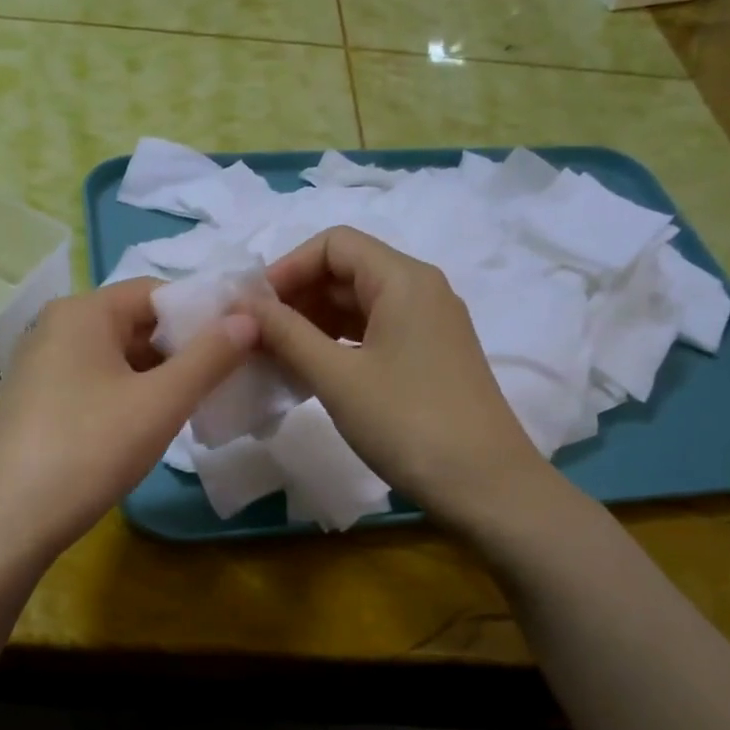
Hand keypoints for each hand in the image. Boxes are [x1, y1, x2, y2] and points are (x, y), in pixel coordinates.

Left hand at [0, 278, 256, 563]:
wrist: (7, 522)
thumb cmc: (89, 450)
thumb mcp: (160, 402)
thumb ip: (210, 356)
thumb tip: (249, 317)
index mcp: (84, 311)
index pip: (157, 291)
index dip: (203, 312)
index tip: (241, 343)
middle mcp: (58, 326)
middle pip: (136, 322)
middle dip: (183, 347)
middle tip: (226, 377)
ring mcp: (43, 364)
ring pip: (118, 355)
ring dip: (159, 374)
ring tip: (196, 403)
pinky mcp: (38, 399)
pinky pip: (97, 380)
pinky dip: (130, 393)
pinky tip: (150, 424)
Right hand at [245, 228, 555, 531]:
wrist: (486, 485)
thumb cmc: (407, 423)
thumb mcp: (338, 377)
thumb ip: (287, 334)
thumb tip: (244, 306)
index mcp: (403, 279)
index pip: (334, 244)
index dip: (287, 267)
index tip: (253, 307)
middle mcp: (421, 290)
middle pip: (346, 271)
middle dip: (297, 297)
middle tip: (256, 336)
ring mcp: (429, 324)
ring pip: (359, 304)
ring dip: (314, 322)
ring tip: (276, 356)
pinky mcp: (430, 356)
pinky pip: (375, 332)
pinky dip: (339, 343)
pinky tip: (312, 371)